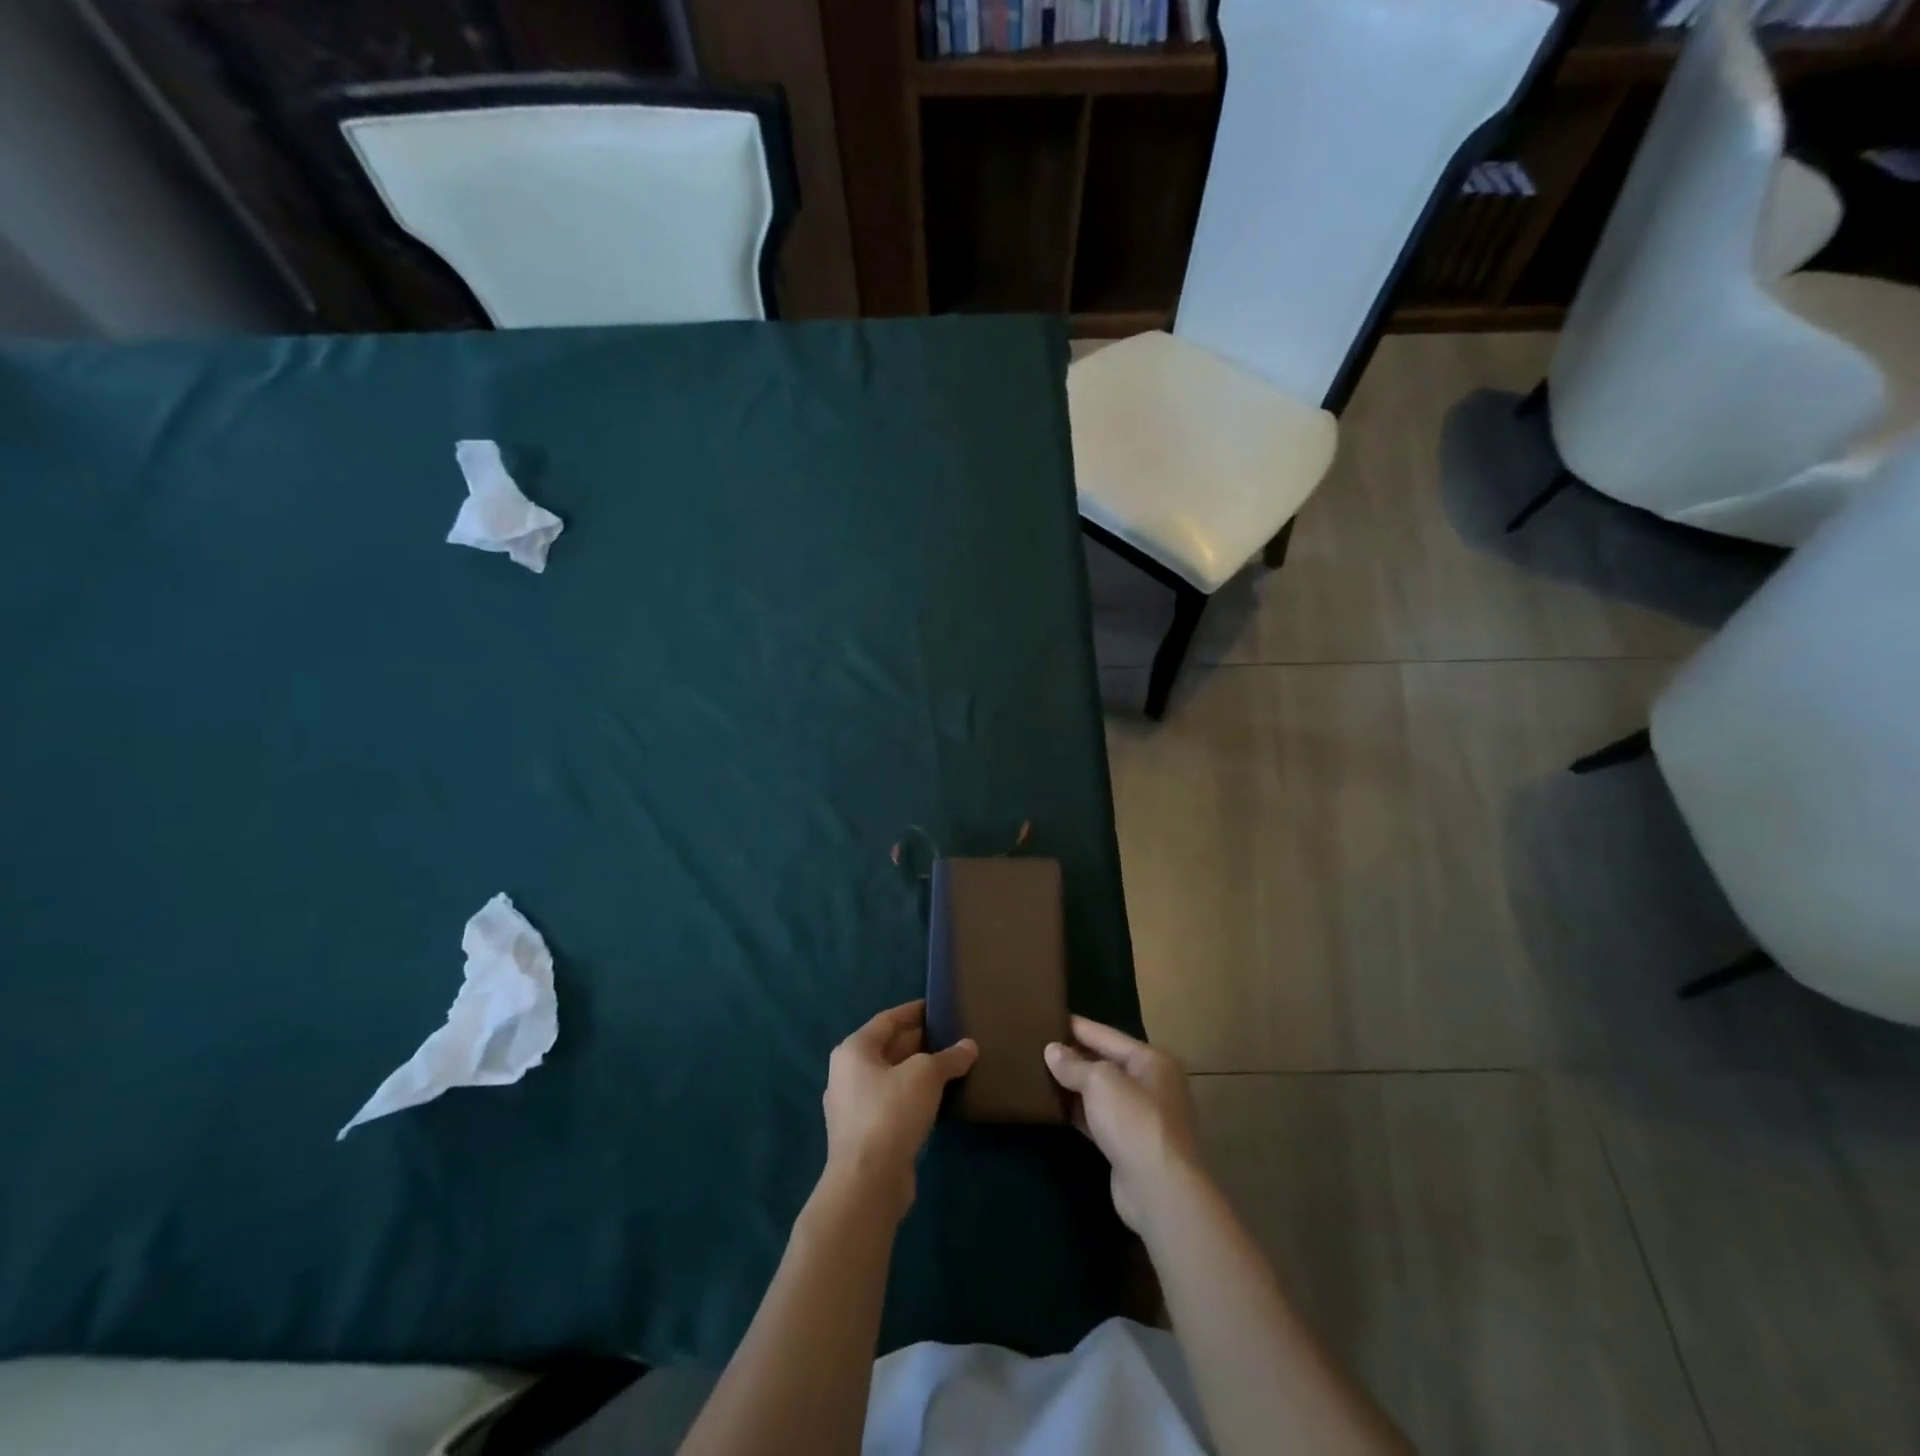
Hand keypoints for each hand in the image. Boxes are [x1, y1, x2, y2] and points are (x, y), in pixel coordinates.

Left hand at [822, 1000, 976, 1219]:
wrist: (867, 1182)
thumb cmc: (891, 1112)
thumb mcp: (926, 1075)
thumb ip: (949, 1057)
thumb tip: (969, 1046)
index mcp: (854, 1049)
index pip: (888, 1019)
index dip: (914, 1011)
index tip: (938, 1006)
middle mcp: (847, 1073)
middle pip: (888, 1047)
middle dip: (920, 1042)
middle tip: (952, 1036)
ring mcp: (853, 1106)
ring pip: (891, 1077)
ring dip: (918, 1071)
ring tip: (951, 1065)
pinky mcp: (864, 1134)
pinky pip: (892, 1103)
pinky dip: (913, 1096)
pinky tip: (938, 1099)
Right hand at [1045, 1016, 1201, 1231]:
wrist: (1160, 1191)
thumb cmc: (1134, 1122)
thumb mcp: (1100, 1082)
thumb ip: (1074, 1064)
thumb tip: (1052, 1050)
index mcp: (1152, 1060)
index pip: (1106, 1034)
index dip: (1076, 1026)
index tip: (1047, 1017)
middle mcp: (1151, 1084)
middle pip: (1105, 1062)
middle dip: (1073, 1056)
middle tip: (1036, 1045)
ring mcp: (1141, 1116)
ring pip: (1101, 1092)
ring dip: (1074, 1085)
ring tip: (1038, 1072)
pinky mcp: (1129, 1144)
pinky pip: (1098, 1118)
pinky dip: (1078, 1112)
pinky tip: (1054, 1107)